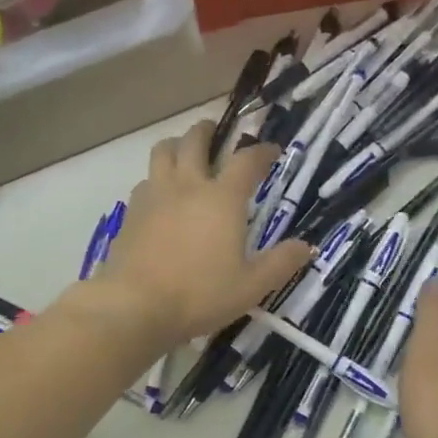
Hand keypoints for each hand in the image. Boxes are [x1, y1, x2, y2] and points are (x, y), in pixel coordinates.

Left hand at [91, 120, 312, 348]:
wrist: (136, 306)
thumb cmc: (200, 294)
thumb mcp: (251, 286)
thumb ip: (281, 263)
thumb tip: (306, 247)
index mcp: (222, 198)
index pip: (247, 161)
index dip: (262, 151)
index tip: (272, 151)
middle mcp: (187, 186)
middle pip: (195, 140)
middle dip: (208, 131)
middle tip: (216, 134)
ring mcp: (154, 196)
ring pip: (162, 152)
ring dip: (176, 146)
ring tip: (184, 155)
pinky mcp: (131, 212)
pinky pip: (145, 181)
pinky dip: (157, 178)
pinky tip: (161, 196)